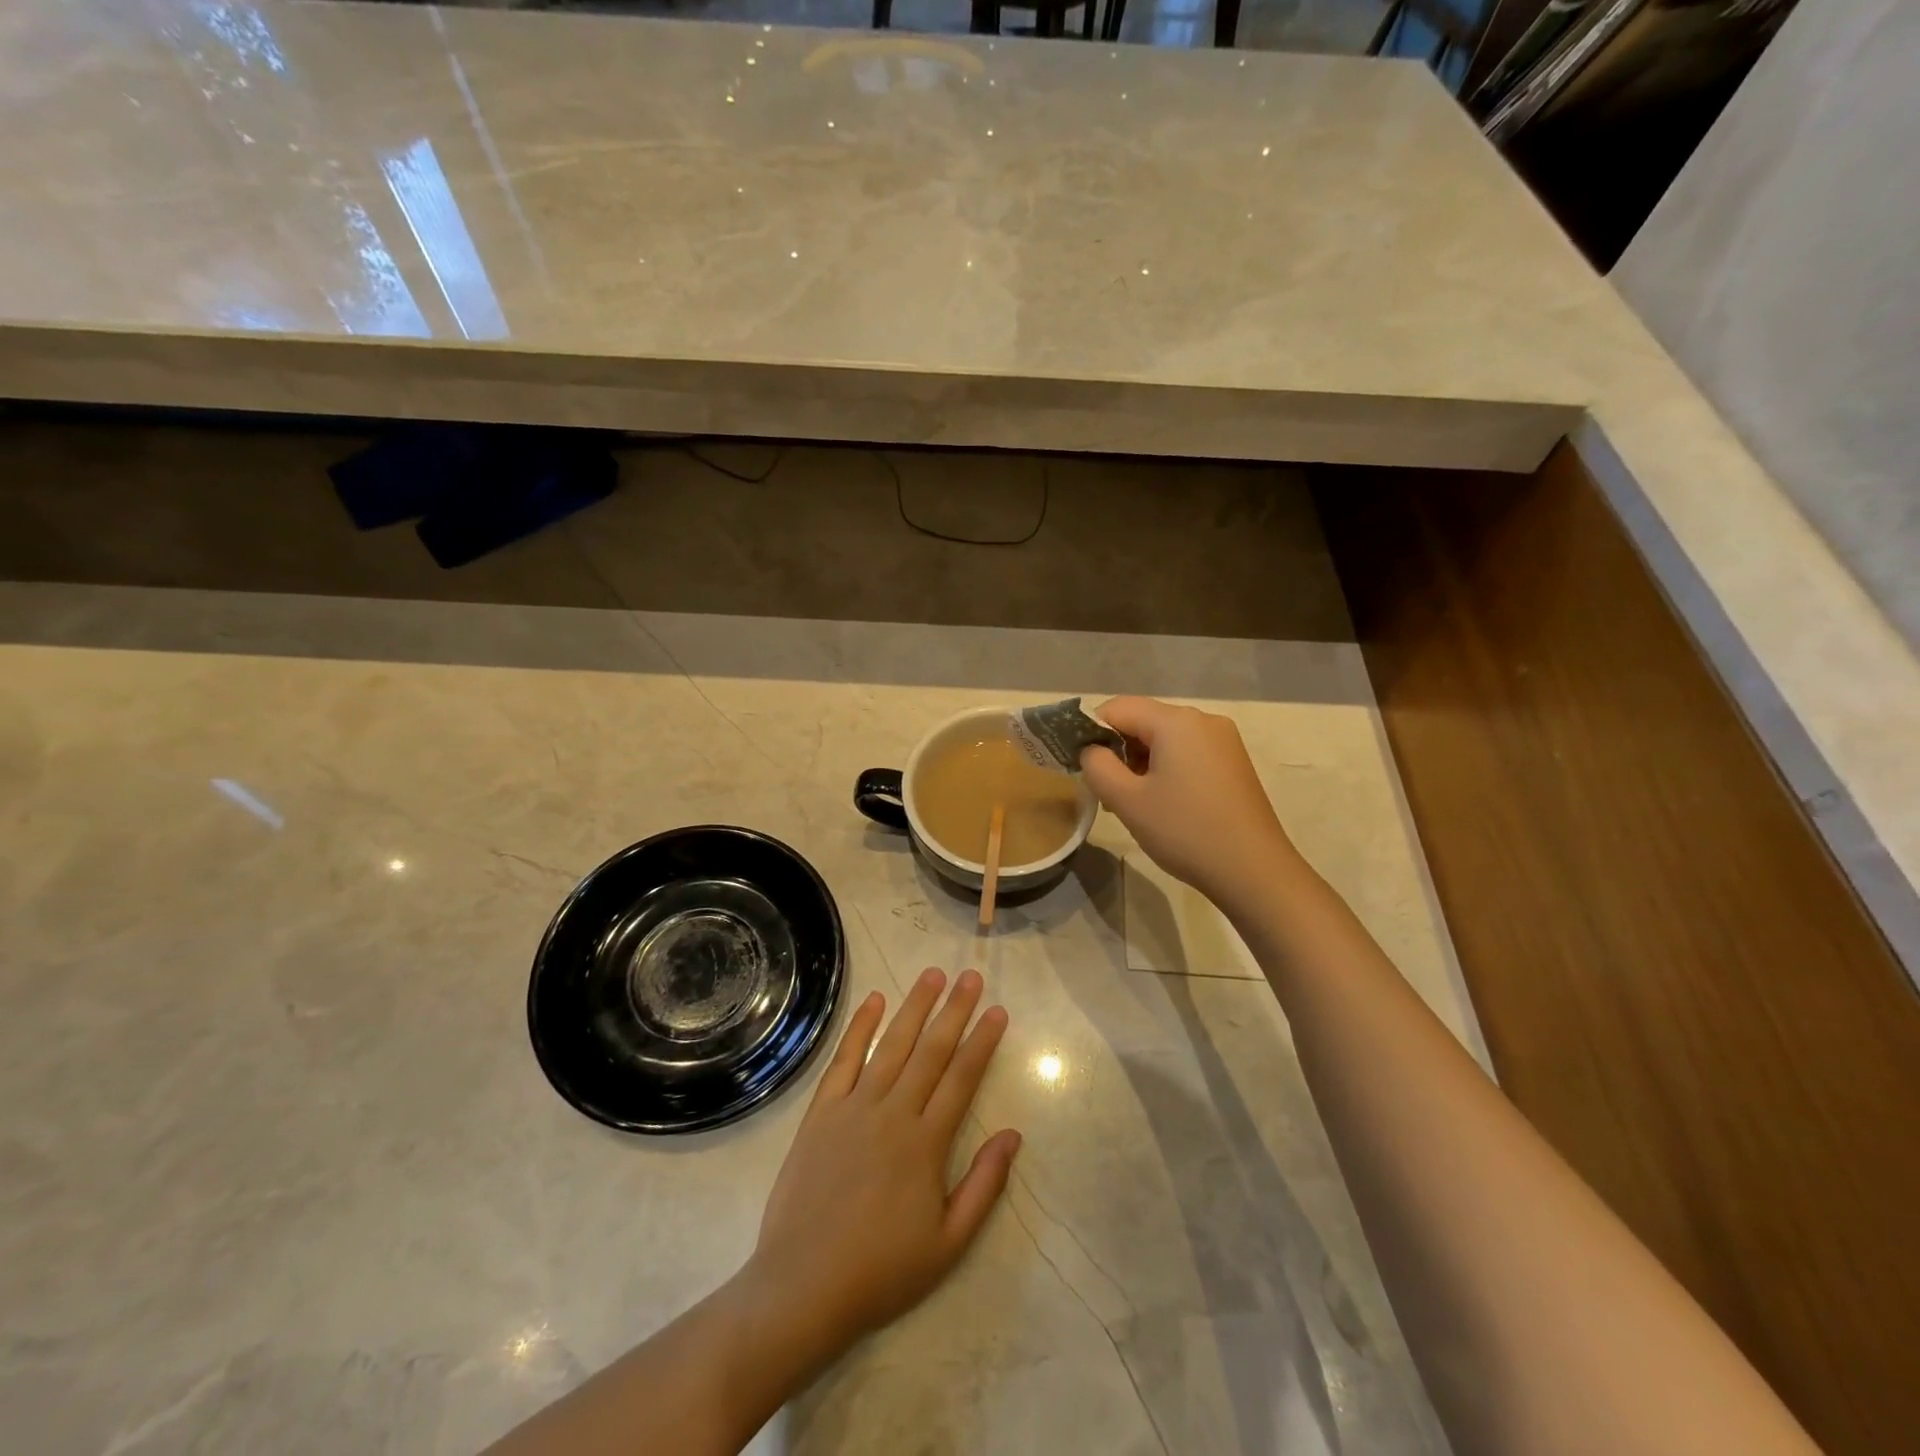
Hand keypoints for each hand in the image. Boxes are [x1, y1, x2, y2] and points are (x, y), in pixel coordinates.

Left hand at [741, 969, 1019, 1366]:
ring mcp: (854, 1107)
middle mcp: (893, 1112)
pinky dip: (860, 1027)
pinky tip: (874, 1000)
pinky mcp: (821, 1112)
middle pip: (931, 1050)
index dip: (982, 1041)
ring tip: (933, 975)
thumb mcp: (948, 1243)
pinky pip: (844, 1059)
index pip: (962, 1078)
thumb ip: (984, 1185)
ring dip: (914, 1007)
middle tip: (971, 975)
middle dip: (954, 1010)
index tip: (997, 1010)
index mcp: (926, 1143)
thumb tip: (1013, 1134)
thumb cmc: (882, 1269)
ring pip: (891, 1045)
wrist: (803, 1286)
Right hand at [1080, 695, 1300, 907]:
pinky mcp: (1233, 762)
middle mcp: (1202, 720)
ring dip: (1140, 761)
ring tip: (1132, 802)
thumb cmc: (1185, 832)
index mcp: (1176, 721)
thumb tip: (1092, 751)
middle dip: (1117, 749)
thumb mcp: (1127, 800)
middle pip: (1143, 720)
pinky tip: (1162, 802)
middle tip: (1105, 791)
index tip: (1081, 766)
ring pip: (1165, 738)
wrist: (1254, 871)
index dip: (1091, 732)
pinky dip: (1165, 768)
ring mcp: (1223, 740)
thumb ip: (1097, 766)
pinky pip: (1187, 752)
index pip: (1117, 708)